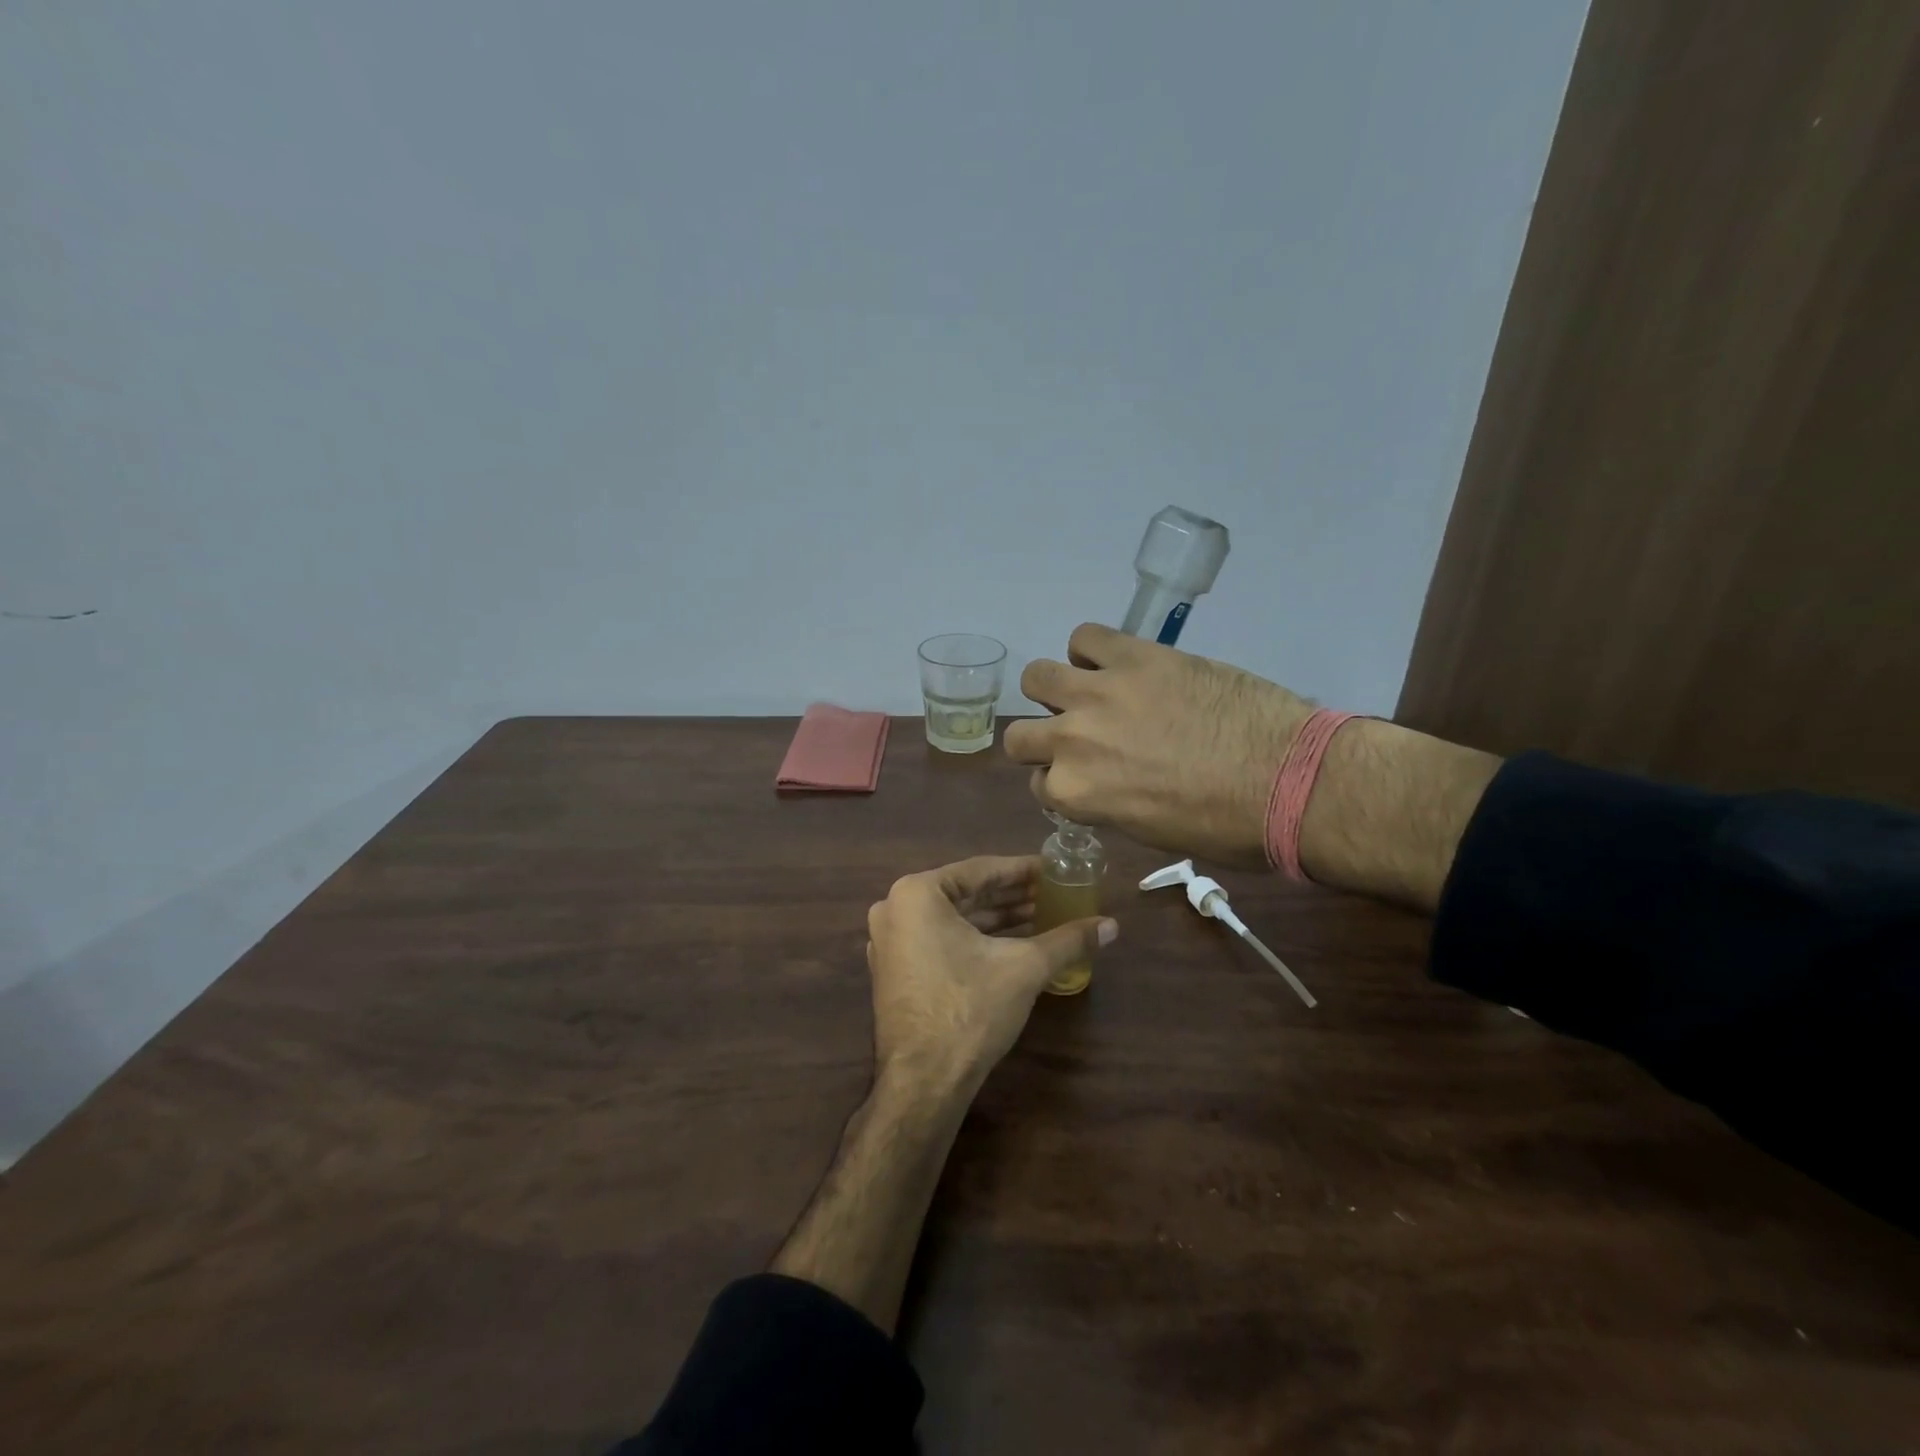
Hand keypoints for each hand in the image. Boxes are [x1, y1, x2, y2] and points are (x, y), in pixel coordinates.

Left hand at [865, 856, 1115, 1095]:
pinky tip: (1014, 946)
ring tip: (1042, 918)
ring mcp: (890, 942)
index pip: (981, 870)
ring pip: (954, 920)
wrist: (924, 1081)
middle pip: (966, 895)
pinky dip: (975, 941)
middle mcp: (895, 909)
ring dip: (997, 920)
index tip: (1054, 870)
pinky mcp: (895, 972)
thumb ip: (1068, 940)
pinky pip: (940, 941)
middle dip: (1012, 897)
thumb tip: (1112, 925)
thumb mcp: (1025, 967)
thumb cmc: (970, 1008)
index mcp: (917, 893)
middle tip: (1053, 894)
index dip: (1023, 870)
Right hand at [1004, 623, 1314, 866]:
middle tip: (1080, 737)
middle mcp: (1070, 741)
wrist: (1289, 780)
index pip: (1039, 784)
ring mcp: (1098, 692)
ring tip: (1090, 693)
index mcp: (1075, 794)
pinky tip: (1117, 664)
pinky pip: (1085, 636)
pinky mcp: (1133, 655)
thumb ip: (1108, 802)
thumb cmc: (1225, 827)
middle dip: (1042, 740)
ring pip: (1037, 677)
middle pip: (1018, 735)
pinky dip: (1092, 651)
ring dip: (1055, 690)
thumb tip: (1105, 782)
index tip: (1086, 777)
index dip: (1061, 781)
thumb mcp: (1150, 832)